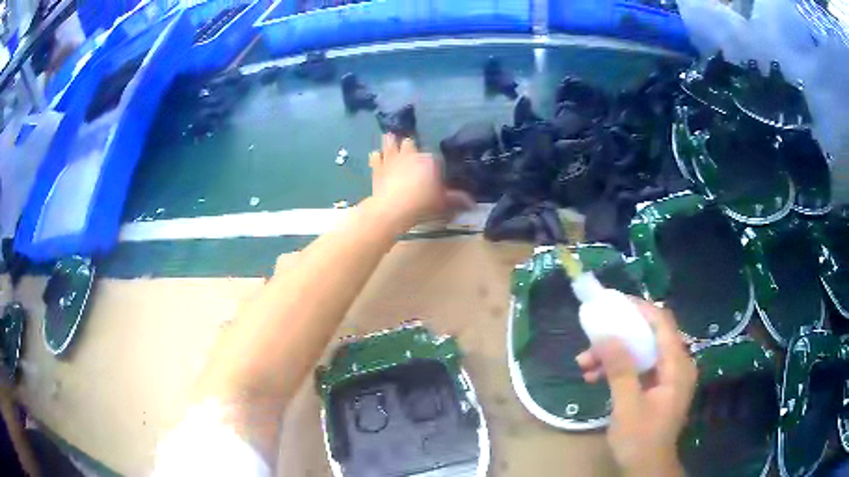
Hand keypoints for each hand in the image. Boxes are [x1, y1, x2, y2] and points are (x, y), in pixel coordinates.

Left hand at [369, 134, 472, 228]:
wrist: (392, 208)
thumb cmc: (422, 204)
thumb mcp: (443, 203)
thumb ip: (457, 200)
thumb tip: (471, 202)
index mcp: (429, 160)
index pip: (435, 158)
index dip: (435, 163)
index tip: (436, 171)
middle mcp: (411, 154)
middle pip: (410, 143)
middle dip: (411, 145)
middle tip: (411, 148)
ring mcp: (392, 159)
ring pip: (391, 143)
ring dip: (392, 141)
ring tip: (391, 137)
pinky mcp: (377, 168)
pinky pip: (376, 157)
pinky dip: (377, 156)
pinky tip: (376, 155)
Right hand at [576, 300, 696, 476]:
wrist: (646, 468)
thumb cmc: (640, 439)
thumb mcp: (627, 405)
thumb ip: (620, 368)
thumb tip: (606, 334)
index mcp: (677, 366)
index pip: (662, 323)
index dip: (640, 309)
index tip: (614, 303)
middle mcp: (676, 365)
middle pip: (649, 337)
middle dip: (619, 337)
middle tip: (591, 341)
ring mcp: (667, 377)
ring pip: (641, 353)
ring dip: (614, 355)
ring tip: (585, 364)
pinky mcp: (658, 387)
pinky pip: (639, 368)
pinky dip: (619, 369)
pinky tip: (596, 377)